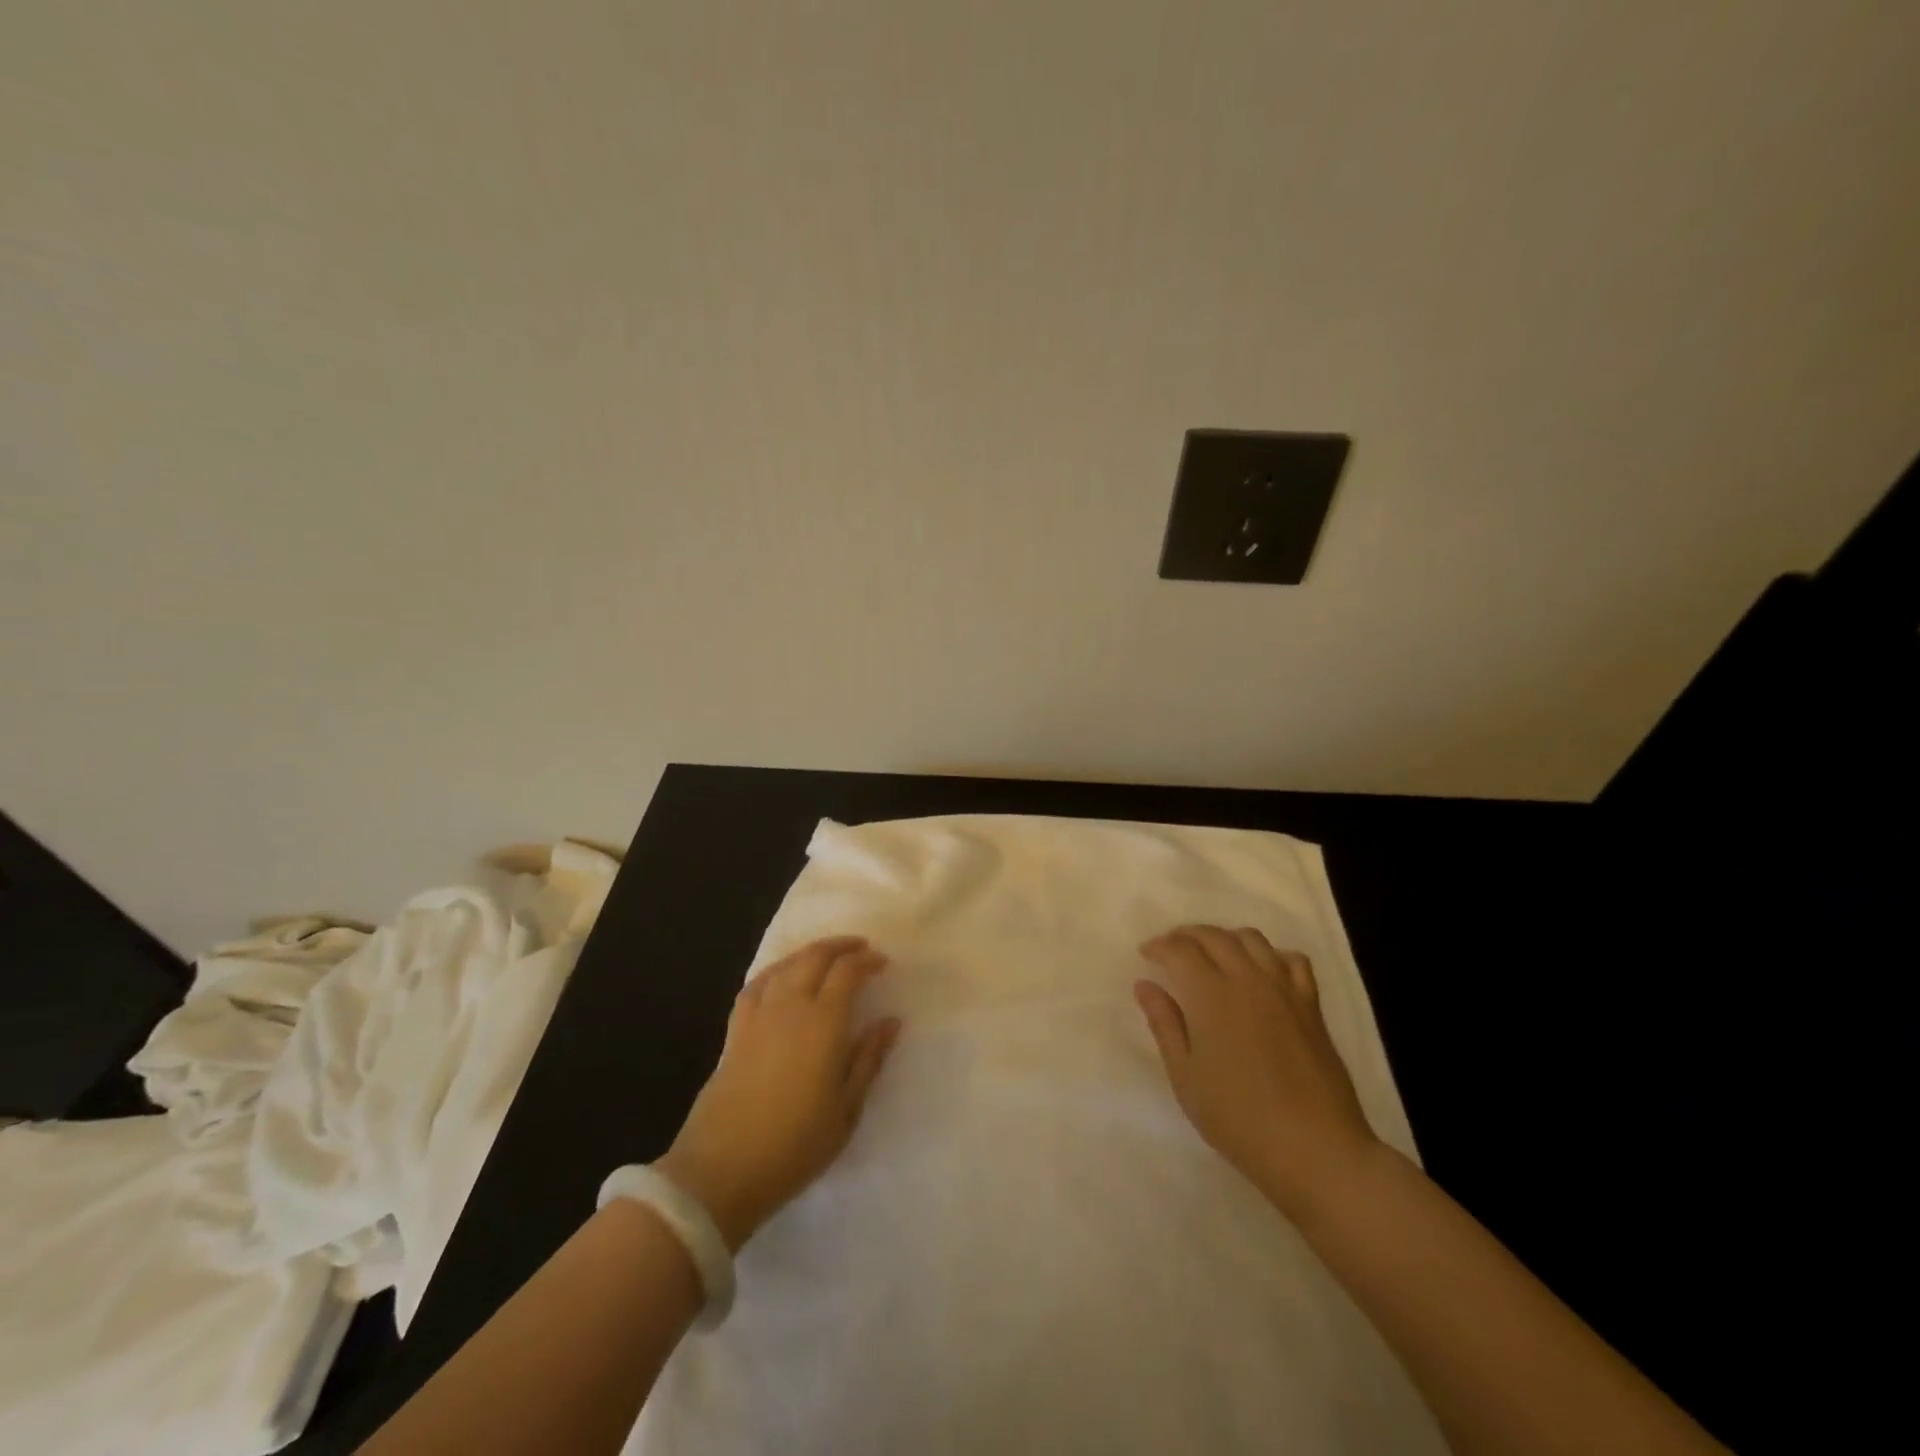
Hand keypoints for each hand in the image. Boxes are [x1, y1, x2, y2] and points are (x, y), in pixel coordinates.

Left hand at [656, 936, 899, 1250]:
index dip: (866, 961)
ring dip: (810, 952)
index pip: (847, 972)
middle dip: (840, 946)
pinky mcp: (735, 1030)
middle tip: (860, 949)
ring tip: (827, 955)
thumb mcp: (846, 1108)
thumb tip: (891, 1021)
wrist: (722, 1169)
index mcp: (823, 1023)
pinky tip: (782, 976)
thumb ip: (869, 1059)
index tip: (883, 963)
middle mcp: (790, 1006)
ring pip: (786, 965)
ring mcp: (758, 1016)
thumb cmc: (795, 1144)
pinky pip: (757, 984)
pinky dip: (775, 970)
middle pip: (815, 958)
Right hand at [1136, 925, 1378, 1218]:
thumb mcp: (1186, 1076)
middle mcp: (1247, 979)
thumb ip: (1165, 1024)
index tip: (1146, 954)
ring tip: (1211, 954)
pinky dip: (1271, 954)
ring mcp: (1283, 989)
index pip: (1179, 950)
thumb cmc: (1238, 1118)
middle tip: (1171, 949)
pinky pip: (1292, 960)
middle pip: (1213, 936)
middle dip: (1186, 935)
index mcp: (1210, 995)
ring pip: (1251, 939)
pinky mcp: (1311, 1004)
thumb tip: (1145, 985)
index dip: (1159, 946)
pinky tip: (1262, 971)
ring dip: (1225, 938)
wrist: (1315, 1149)